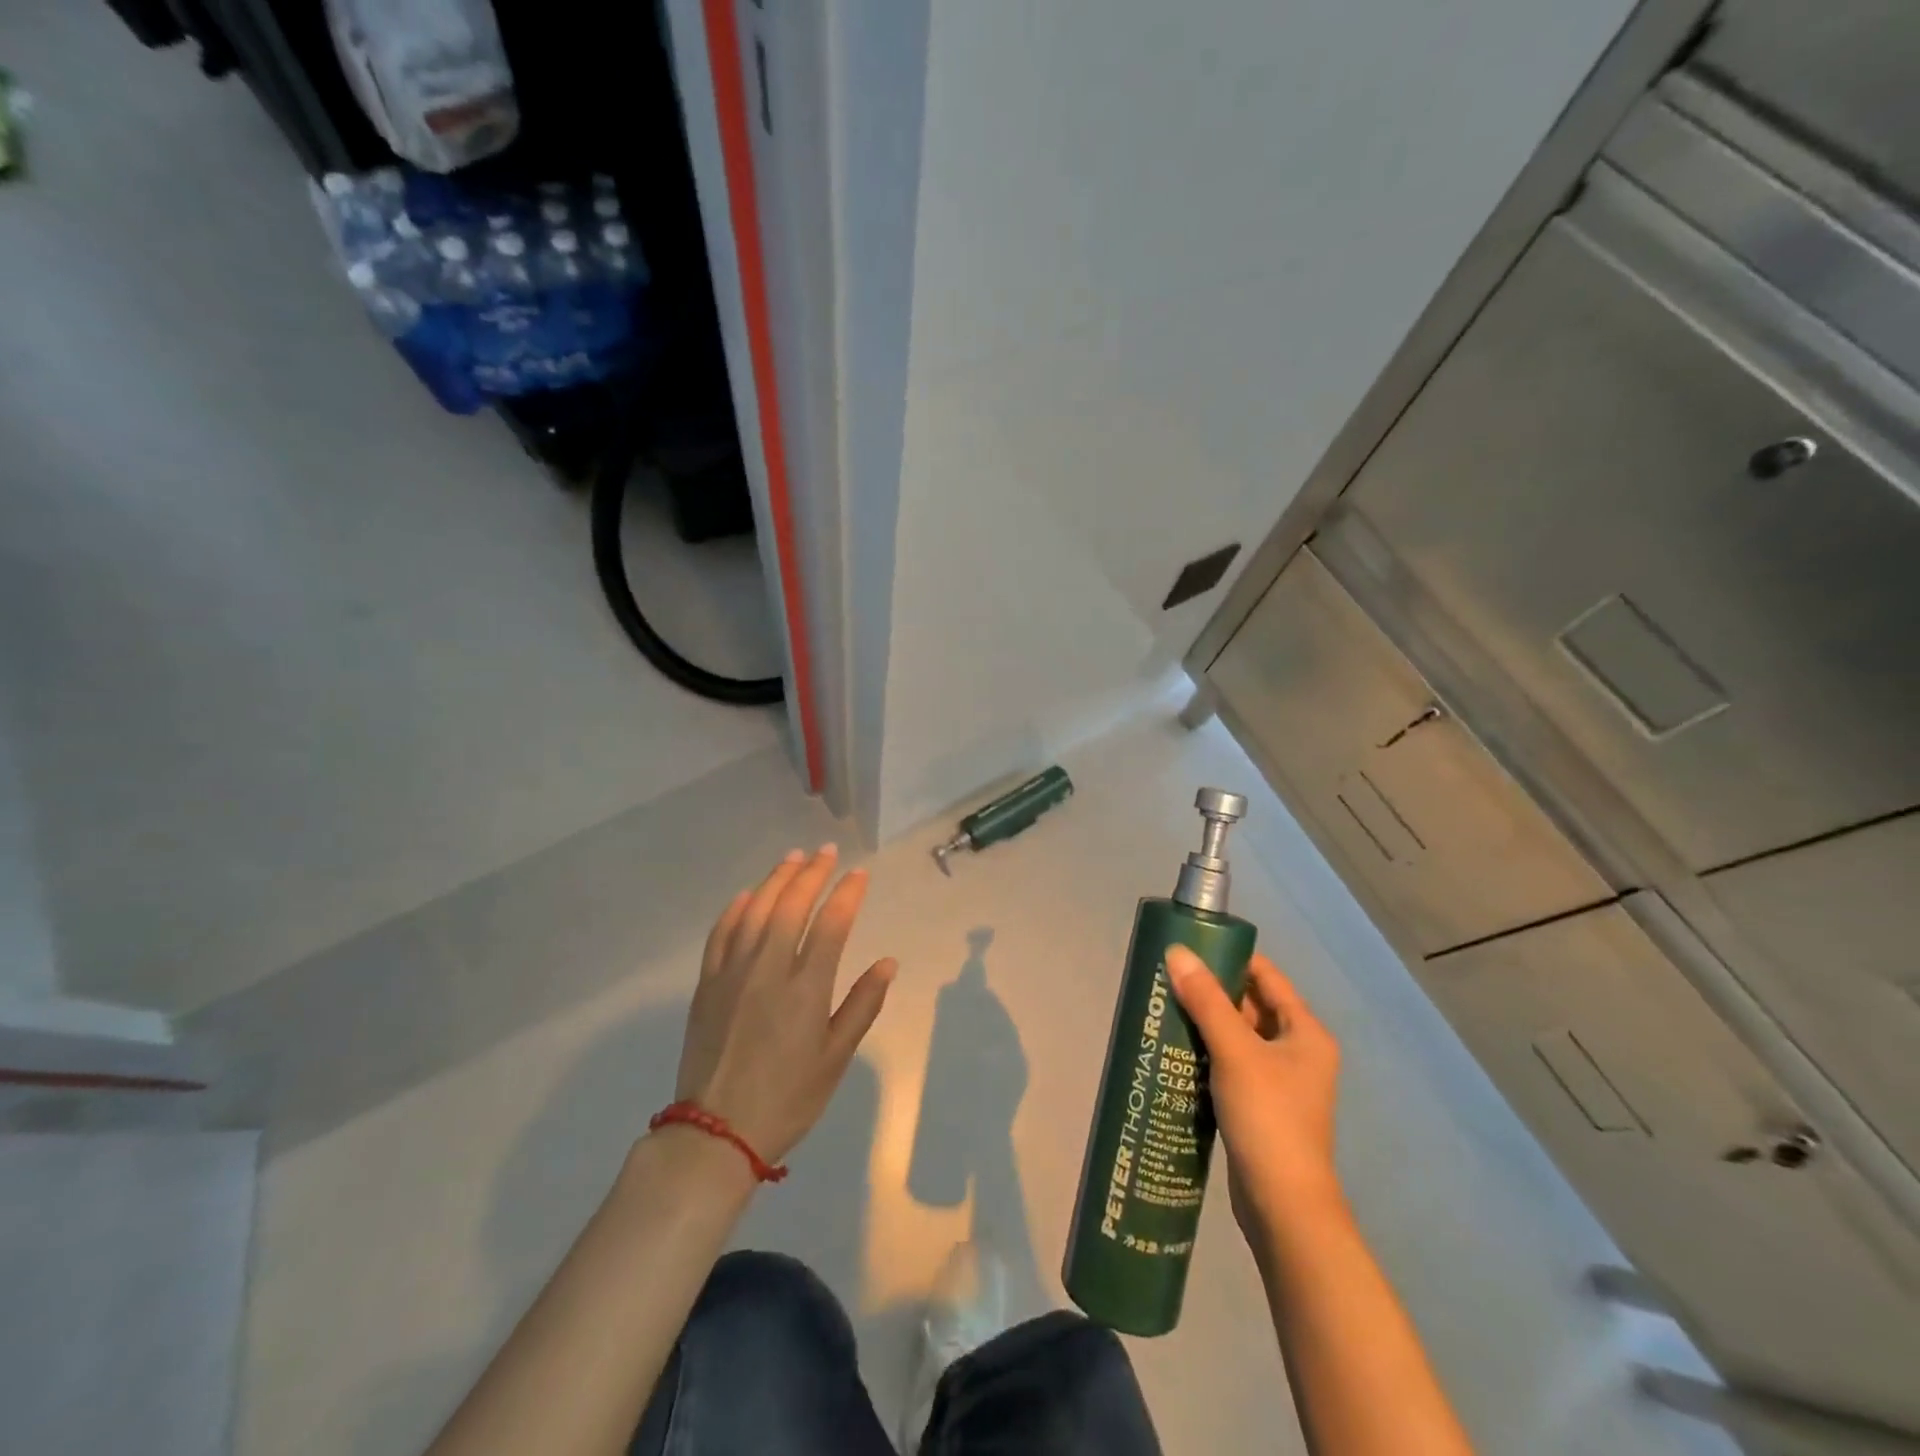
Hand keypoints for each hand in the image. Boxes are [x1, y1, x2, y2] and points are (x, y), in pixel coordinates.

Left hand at [673, 846, 896, 1164]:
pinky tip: (746, 895)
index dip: (847, 894)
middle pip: (791, 907)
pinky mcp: (706, 985)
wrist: (715, 1133)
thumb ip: (862, 1006)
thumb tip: (887, 963)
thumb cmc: (787, 1099)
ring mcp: (732, 974)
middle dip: (811, 874)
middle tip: (826, 852)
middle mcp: (768, 970)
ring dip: (775, 880)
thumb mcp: (835, 1059)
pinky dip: (735, 909)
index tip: (859, 873)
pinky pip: (720, 934)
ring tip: (793, 858)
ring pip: (755, 911)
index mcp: (806, 989)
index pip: (831, 925)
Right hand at [1165, 947, 1344, 1241]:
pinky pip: (1230, 1064)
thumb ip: (1205, 1001)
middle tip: (1169, 977)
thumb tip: (1177, 952)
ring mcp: (1280, 1082)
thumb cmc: (1268, 1117)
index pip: (1267, 977)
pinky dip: (1206, 1053)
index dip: (1232, 957)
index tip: (1191, 946)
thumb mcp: (1235, 1051)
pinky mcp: (1260, 1106)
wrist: (1283, 1206)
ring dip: (1206, 1023)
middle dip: (1211, 991)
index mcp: (1305, 1032)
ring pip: (1238, 1037)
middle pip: (1251, 1005)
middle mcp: (1297, 1051)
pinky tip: (1175, 1050)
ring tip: (1164, 1007)